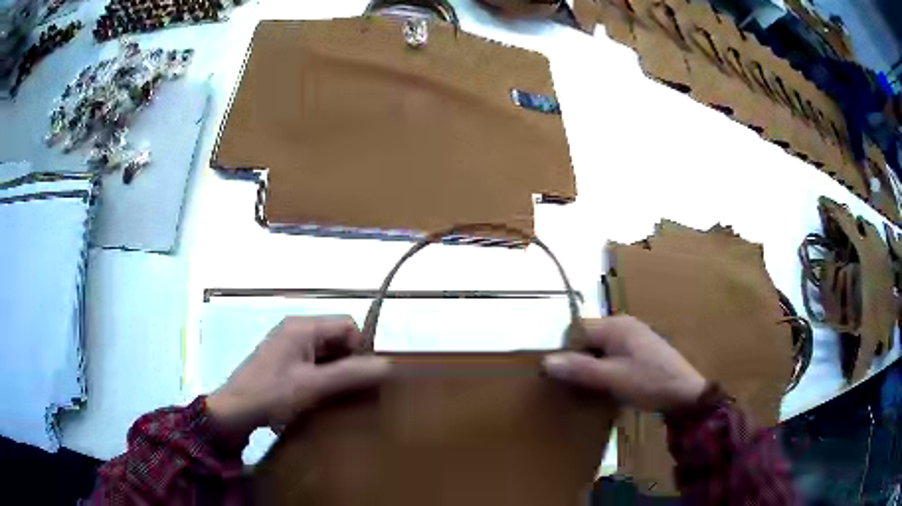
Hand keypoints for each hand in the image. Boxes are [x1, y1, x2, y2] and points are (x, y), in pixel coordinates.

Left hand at [206, 316, 389, 439]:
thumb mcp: (313, 386)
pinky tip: (323, 399)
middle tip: (354, 391)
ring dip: (337, 374)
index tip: (362, 377)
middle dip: (349, 363)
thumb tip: (387, 366)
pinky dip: (323, 379)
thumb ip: (350, 374)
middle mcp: (297, 331)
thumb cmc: (271, 394)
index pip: (347, 325)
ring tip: (340, 398)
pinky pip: (314, 364)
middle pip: (337, 339)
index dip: (360, 348)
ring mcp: (289, 347)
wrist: (234, 411)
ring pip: (326, 354)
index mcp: (303, 327)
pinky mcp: (284, 363)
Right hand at [543, 316, 705, 412]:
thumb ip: (579, 369)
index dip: (566, 352)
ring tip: (591, 389)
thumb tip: (546, 362)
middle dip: (579, 361)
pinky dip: (606, 369)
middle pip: (589, 338)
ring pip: (601, 348)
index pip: (577, 330)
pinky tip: (609, 387)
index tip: (564, 378)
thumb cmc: (649, 382)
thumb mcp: (612, 378)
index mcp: (616, 326)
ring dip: (593, 367)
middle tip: (577, 387)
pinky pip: (614, 355)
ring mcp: (635, 337)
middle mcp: (624, 325)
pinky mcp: (642, 350)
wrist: (686, 394)